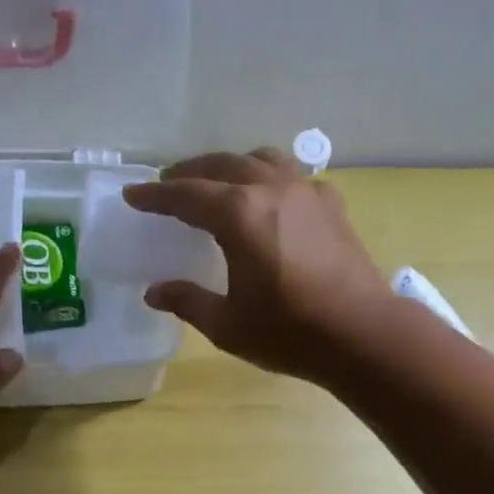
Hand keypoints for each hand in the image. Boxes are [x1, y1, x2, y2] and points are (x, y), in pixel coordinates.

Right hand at [122, 148, 391, 382]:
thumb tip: (154, 292)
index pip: (186, 195)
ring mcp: (306, 191)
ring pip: (260, 160)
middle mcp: (271, 189)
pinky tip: (267, 200)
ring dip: (231, 166)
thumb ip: (188, 302)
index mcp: (239, 215)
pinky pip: (291, 176)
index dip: (155, 196)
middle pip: (222, 166)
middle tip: (168, 185)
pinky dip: (267, 178)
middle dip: (190, 173)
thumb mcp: (228, 325)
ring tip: (217, 184)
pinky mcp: (331, 204)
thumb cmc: (289, 332)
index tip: (133, 196)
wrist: (361, 334)